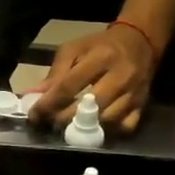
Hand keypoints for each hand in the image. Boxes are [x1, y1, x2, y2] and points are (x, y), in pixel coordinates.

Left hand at [28, 23, 154, 133]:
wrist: (140, 42)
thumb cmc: (100, 45)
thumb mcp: (75, 49)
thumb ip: (55, 73)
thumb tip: (32, 96)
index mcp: (100, 57)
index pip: (69, 86)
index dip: (49, 103)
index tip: (34, 114)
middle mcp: (120, 76)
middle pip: (89, 107)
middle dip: (64, 119)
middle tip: (49, 123)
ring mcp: (134, 93)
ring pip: (108, 121)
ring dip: (85, 129)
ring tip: (69, 127)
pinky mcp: (142, 105)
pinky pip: (125, 127)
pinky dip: (108, 132)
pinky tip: (94, 128)